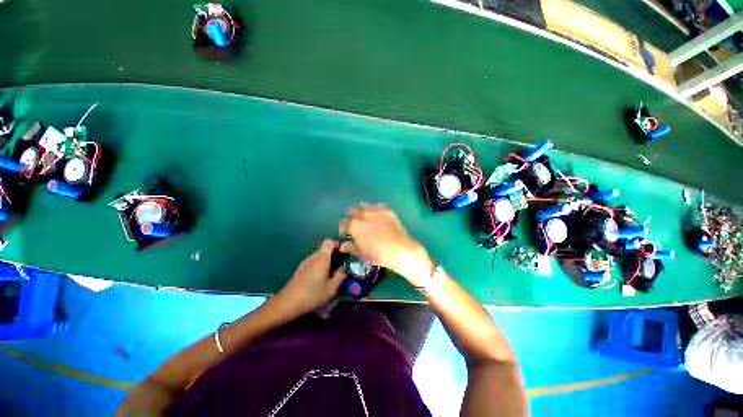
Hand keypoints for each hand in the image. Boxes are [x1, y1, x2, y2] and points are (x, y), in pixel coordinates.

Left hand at [272, 240, 346, 317]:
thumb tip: (344, 268)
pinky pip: (313, 263)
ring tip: (332, 273)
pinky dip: (319, 266)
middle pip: (324, 249)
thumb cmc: (312, 294)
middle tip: (341, 265)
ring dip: (326, 261)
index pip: (329, 242)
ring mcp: (305, 263)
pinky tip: (321, 279)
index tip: (344, 252)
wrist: (288, 303)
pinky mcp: (300, 269)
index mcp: (321, 258)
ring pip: (319, 256)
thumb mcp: (331, 288)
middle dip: (333, 255)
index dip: (337, 244)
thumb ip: (340, 276)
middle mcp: (313, 257)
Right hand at [339, 204, 433, 286]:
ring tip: (365, 218)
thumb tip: (343, 245)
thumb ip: (351, 247)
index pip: (344, 223)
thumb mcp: (362, 253)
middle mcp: (363, 215)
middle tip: (355, 224)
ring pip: (364, 206)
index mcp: (355, 225)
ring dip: (362, 211)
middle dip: (352, 217)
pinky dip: (374, 209)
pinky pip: (377, 206)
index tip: (346, 233)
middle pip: (352, 210)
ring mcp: (375, 211)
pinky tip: (376, 215)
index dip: (343, 228)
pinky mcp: (386, 210)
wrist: (400, 249)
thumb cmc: (378, 254)